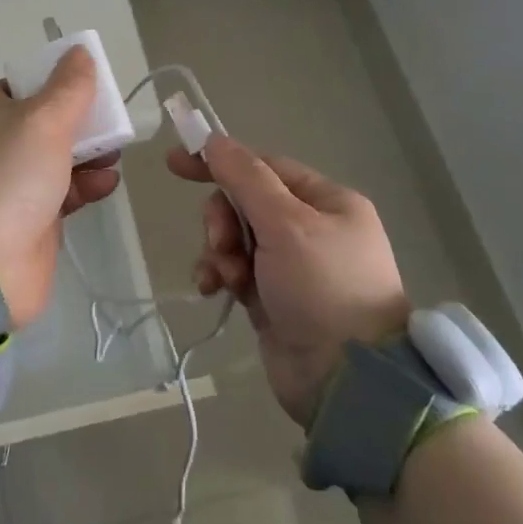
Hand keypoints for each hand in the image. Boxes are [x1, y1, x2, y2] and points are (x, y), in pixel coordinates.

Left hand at [0, 45, 120, 325]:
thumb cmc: (7, 175)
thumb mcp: (42, 120)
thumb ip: (68, 87)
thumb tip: (79, 52)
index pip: (26, 83)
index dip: (58, 81)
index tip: (90, 86)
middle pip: (49, 120)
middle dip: (83, 121)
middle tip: (112, 125)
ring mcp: (13, 182)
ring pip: (61, 157)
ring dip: (91, 153)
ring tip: (112, 157)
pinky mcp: (31, 218)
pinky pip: (66, 191)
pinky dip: (87, 185)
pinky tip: (106, 184)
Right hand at [169, 136, 408, 426]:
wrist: (346, 383)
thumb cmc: (322, 288)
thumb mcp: (286, 224)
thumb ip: (245, 177)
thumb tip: (214, 140)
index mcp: (327, 201)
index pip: (263, 166)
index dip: (220, 162)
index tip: (176, 163)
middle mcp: (312, 228)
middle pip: (245, 202)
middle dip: (224, 220)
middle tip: (222, 243)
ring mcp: (292, 265)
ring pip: (235, 237)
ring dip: (221, 251)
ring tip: (227, 277)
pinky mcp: (273, 297)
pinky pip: (235, 270)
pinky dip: (221, 275)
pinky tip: (214, 289)